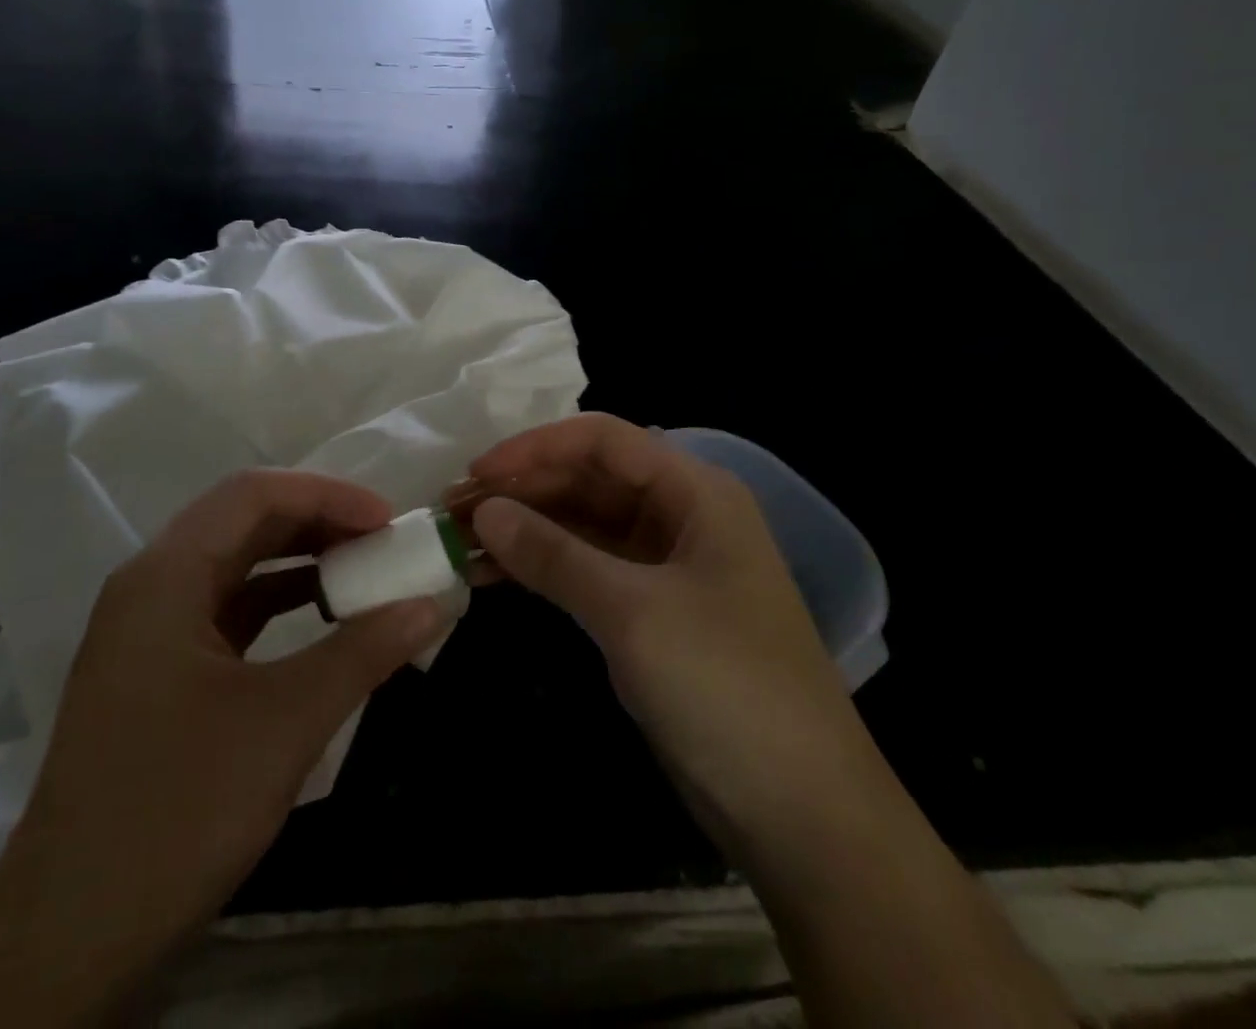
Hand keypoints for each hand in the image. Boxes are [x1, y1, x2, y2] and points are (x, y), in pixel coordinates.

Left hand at [0, 470, 450, 1027]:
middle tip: (382, 542)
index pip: (254, 495)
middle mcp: (149, 585)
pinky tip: (321, 619)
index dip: (328, 495)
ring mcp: (148, 629)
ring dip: (299, 559)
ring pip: (234, 563)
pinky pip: (226, 608)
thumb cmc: (177, 812)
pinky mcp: (156, 670)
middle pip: (242, 521)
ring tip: (362, 572)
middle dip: (317, 522)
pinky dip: (278, 601)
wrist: (70, 941)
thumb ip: (363, 653)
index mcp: (164, 576)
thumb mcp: (285, 724)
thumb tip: (431, 605)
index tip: (389, 521)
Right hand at [458, 413, 864, 831]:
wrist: (802, 814)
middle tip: (453, 510)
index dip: (535, 447)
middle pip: (588, 479)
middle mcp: (680, 516)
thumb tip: (483, 511)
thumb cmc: (725, 687)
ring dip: (525, 529)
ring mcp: (663, 566)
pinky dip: (541, 569)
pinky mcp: (649, 612)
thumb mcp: (632, 612)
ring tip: (459, 542)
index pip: (602, 441)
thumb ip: (553, 554)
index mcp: (694, 492)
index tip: (476, 473)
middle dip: (522, 490)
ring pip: (582, 525)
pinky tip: (491, 576)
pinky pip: (586, 570)